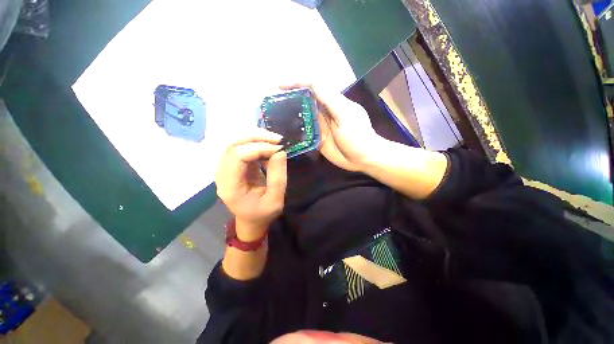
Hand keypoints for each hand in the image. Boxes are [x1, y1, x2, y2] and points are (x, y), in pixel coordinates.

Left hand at [216, 129, 287, 240]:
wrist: (251, 221)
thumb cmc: (263, 214)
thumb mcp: (275, 200)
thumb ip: (278, 177)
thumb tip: (280, 152)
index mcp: (230, 186)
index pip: (237, 156)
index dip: (258, 148)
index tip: (278, 149)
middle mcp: (222, 175)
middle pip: (232, 145)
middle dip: (256, 137)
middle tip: (277, 139)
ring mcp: (226, 169)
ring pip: (235, 143)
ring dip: (255, 138)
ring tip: (274, 140)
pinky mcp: (233, 166)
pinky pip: (241, 148)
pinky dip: (255, 144)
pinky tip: (268, 148)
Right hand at [281, 82, 383, 171]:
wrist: (363, 158)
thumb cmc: (358, 136)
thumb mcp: (345, 114)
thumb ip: (329, 99)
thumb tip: (311, 82)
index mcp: (331, 101)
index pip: (311, 85)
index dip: (295, 82)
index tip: (278, 86)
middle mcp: (323, 111)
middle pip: (303, 99)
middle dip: (288, 97)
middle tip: (271, 104)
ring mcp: (319, 126)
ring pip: (301, 115)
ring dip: (288, 114)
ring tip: (273, 117)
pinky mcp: (317, 138)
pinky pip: (303, 132)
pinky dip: (294, 130)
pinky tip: (284, 133)